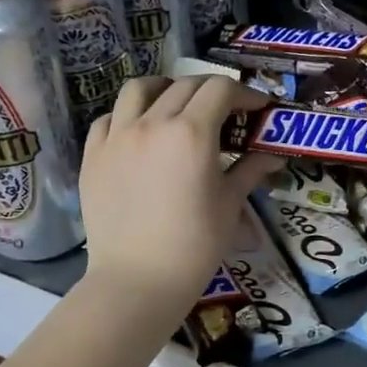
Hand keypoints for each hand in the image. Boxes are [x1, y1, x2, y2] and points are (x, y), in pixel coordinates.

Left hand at [79, 75, 278, 319]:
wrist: (137, 281)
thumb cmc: (194, 246)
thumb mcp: (229, 205)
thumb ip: (250, 171)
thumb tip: (273, 155)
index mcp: (191, 133)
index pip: (220, 89)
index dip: (244, 94)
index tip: (256, 109)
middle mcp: (152, 123)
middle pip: (184, 85)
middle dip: (211, 92)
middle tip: (225, 113)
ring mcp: (116, 137)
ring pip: (139, 89)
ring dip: (164, 89)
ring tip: (175, 106)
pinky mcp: (92, 155)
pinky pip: (109, 119)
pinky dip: (127, 116)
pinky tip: (139, 133)